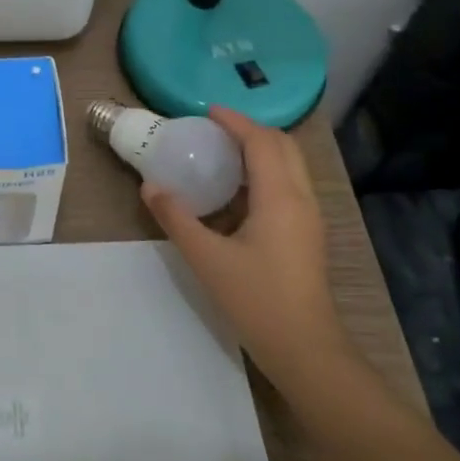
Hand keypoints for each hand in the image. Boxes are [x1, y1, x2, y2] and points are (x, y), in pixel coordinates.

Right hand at [142, 106, 346, 380]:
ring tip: (223, 153)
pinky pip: (290, 185)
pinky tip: (237, 191)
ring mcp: (309, 217)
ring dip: (261, 150)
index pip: (261, 141)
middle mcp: (301, 198)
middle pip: (283, 146)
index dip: (236, 121)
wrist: (305, 348)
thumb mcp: (207, 258)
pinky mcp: (308, 234)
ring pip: (290, 165)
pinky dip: (266, 172)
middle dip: (251, 130)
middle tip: (214, 130)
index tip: (207, 111)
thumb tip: (150, 186)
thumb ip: (176, 218)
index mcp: (280, 197)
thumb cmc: (257, 300)